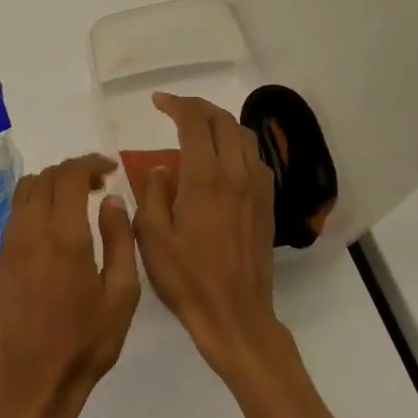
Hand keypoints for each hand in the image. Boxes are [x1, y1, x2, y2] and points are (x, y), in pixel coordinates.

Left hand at [0, 155, 140, 417]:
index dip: (90, 163)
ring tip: (78, 202)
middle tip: (100, 185)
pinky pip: (16, 212)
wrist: (30, 380)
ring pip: (26, 190)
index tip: (111, 170)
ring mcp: (10, 244)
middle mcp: (31, 231)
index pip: (69, 176)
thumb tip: (111, 201)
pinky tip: (57, 226)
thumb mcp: (121, 296)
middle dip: (73, 171)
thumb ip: (119, 241)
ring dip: (52, 184)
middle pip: (45, 177)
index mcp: (64, 237)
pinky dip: (37, 203)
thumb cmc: (84, 343)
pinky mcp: (0, 258)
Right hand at [134, 93, 289, 382]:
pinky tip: (222, 160)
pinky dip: (236, 145)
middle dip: (198, 108)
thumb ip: (152, 193)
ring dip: (220, 124)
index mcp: (206, 178)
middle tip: (175, 109)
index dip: (176, 104)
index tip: (157, 102)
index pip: (195, 122)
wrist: (235, 314)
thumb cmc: (186, 277)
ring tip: (198, 128)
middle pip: (224, 122)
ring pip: (244, 137)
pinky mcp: (266, 204)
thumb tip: (162, 168)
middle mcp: (237, 174)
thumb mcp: (151, 235)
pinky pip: (255, 159)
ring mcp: (257, 189)